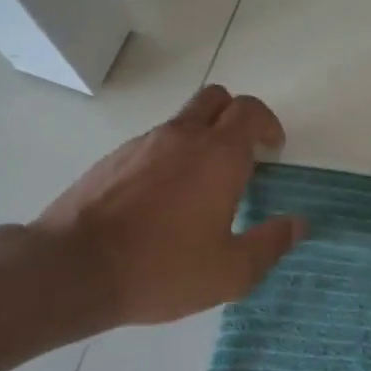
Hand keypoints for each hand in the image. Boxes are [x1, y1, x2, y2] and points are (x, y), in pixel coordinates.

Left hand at [34, 86, 302, 328]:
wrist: (72, 269)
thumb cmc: (161, 269)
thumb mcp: (230, 272)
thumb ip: (270, 244)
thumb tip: (298, 224)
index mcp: (218, 155)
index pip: (251, 111)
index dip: (268, 124)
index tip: (273, 149)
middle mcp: (182, 136)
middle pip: (217, 99)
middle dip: (236, 117)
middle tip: (243, 154)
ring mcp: (143, 143)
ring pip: (183, 120)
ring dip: (201, 137)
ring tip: (202, 185)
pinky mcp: (113, 158)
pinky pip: (153, 142)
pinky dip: (169, 156)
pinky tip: (162, 200)